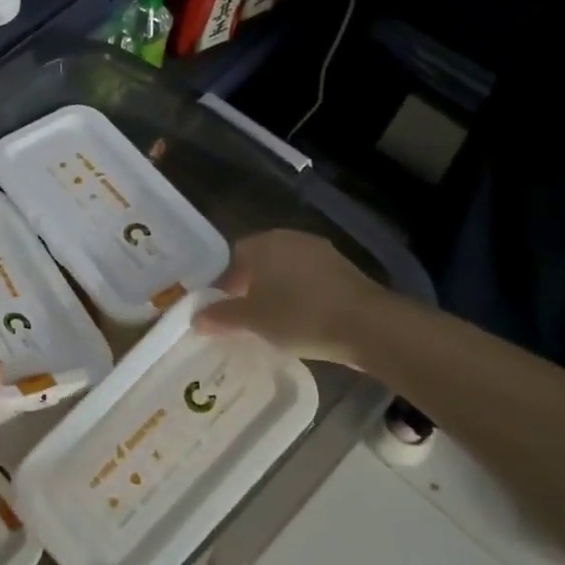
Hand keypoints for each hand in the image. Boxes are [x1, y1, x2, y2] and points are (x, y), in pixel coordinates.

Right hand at [192, 230, 391, 367]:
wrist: (369, 326)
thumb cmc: (300, 315)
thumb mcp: (252, 320)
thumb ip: (221, 316)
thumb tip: (196, 318)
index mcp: (264, 243)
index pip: (231, 256)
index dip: (222, 282)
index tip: (221, 308)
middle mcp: (291, 239)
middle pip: (259, 261)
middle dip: (248, 287)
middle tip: (244, 316)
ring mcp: (321, 252)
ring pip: (286, 270)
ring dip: (276, 291)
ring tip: (272, 321)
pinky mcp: (344, 271)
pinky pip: (310, 280)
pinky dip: (300, 296)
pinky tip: (301, 320)